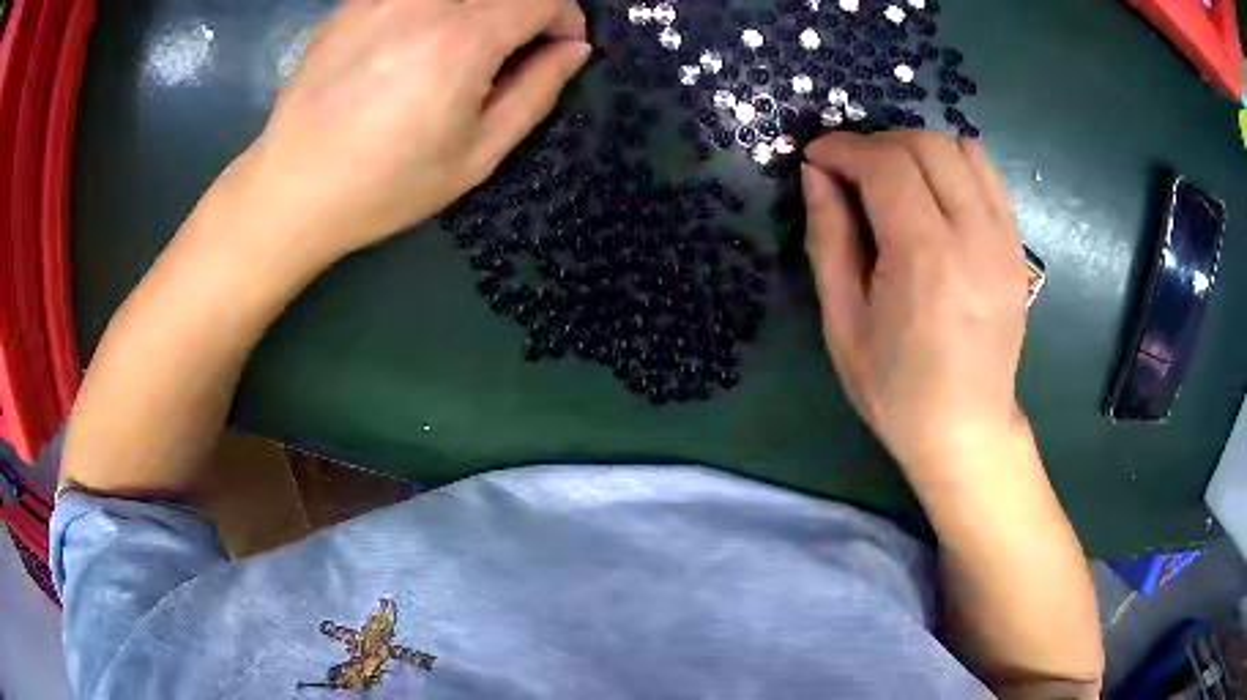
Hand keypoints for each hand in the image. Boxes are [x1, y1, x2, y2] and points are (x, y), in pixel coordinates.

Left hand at [233, 0, 590, 272]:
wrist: (291, 189)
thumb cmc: (385, 185)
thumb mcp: (476, 155)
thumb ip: (535, 92)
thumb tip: (572, 49)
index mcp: (462, 39)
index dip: (564, 18)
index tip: (558, 48)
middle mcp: (424, 2)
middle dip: (524, 10)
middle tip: (514, 50)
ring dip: (479, 10)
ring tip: (463, 49)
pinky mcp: (352, 4)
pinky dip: (435, 10)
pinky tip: (414, 45)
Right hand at [802, 132, 1031, 475]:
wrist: (967, 429)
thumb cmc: (896, 389)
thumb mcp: (843, 323)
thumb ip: (829, 237)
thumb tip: (816, 174)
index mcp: (925, 259)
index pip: (885, 165)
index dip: (844, 148)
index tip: (817, 157)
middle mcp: (974, 237)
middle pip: (926, 145)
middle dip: (878, 143)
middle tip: (852, 172)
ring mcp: (1004, 240)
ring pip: (962, 148)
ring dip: (918, 148)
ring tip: (893, 178)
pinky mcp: (1017, 246)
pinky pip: (988, 175)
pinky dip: (954, 165)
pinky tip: (934, 193)